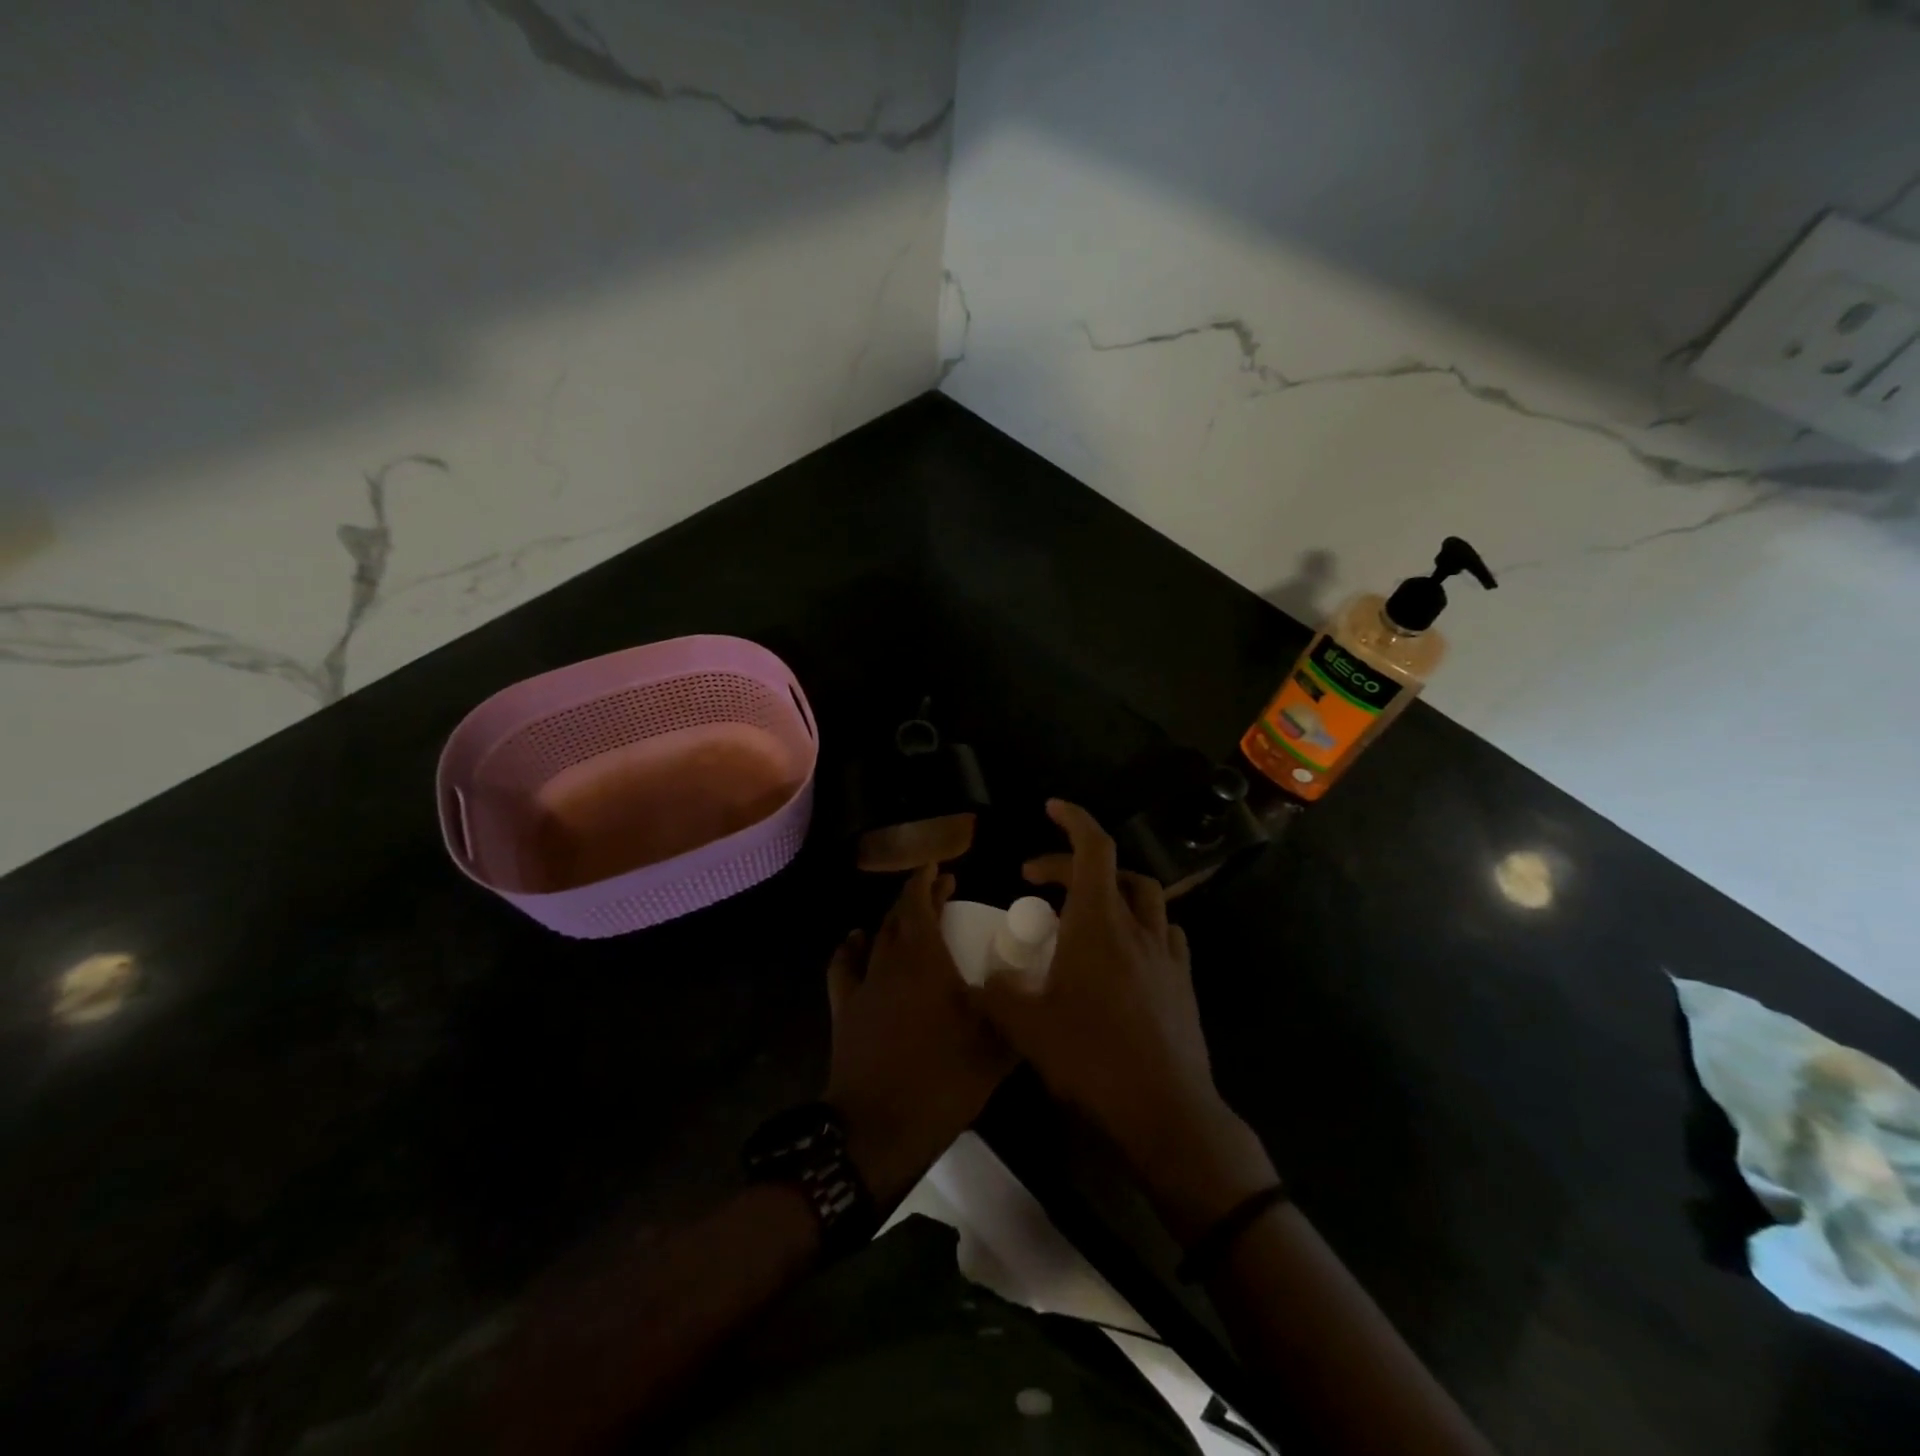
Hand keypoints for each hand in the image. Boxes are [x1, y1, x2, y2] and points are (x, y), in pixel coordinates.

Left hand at [824, 865, 1015, 1206]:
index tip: (941, 866)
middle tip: (940, 891)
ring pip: (875, 936)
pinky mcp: (844, 1009)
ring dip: (893, 920)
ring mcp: (863, 984)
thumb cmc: (941, 1080)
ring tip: (909, 917)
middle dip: (918, 896)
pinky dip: (852, 947)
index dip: (929, 880)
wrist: (878, 1127)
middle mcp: (890, 961)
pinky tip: (856, 941)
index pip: (920, 902)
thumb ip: (1013, 1011)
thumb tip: (1032, 986)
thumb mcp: (994, 1048)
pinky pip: (844, 966)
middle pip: (899, 915)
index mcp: (925, 960)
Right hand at [977, 801, 1274, 1240]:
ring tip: (1083, 909)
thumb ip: (999, 994)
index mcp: (1100, 923)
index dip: (1073, 819)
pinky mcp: (1182, 983)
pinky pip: (1164, 935)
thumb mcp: (1028, 1028)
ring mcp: (1167, 955)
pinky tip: (1124, 952)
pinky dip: (1140, 926)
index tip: (1051, 807)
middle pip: (1113, 870)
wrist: (1165, 1111)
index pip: (1094, 848)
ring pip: (1145, 898)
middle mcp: (1138, 927)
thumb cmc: (1092, 1059)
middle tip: (1036, 880)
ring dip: (1112, 889)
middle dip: (1071, 864)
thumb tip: (984, 979)